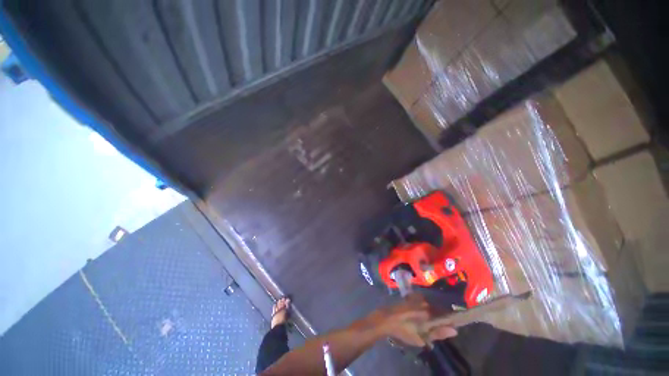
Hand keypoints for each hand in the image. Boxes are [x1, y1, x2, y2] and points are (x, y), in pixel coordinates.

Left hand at [366, 294, 456, 346]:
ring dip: (432, 311)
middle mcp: (425, 302)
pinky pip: (422, 301)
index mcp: (429, 313)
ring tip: (428, 321)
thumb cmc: (404, 330)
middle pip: (438, 309)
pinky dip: (424, 306)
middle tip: (437, 326)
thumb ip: (438, 333)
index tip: (453, 326)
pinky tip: (420, 314)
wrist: (387, 318)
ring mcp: (417, 298)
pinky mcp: (411, 297)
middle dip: (440, 316)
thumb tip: (455, 330)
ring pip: (430, 305)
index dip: (450, 321)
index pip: (445, 315)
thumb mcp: (421, 337)